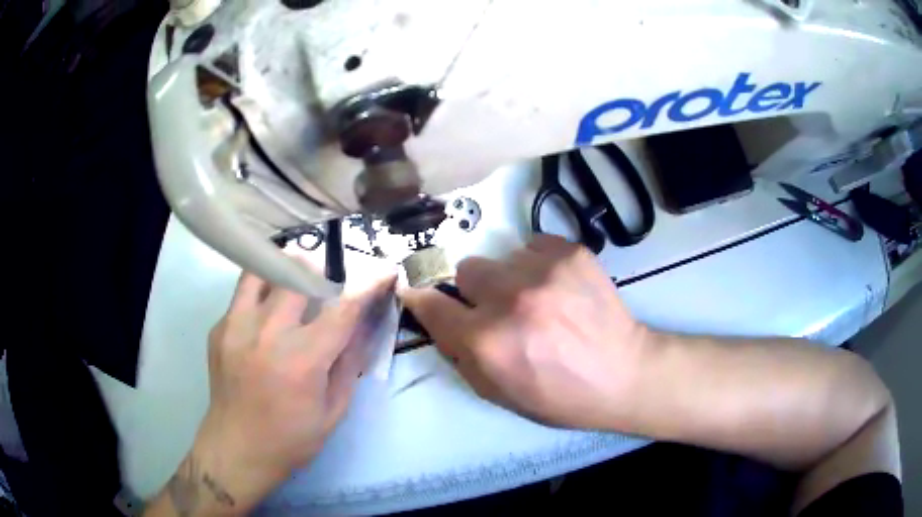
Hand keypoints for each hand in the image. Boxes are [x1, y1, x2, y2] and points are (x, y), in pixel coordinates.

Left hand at [158, 273, 394, 515]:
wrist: (237, 449)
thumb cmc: (291, 438)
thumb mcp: (334, 411)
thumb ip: (350, 364)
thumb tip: (362, 326)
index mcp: (302, 360)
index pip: (342, 309)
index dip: (367, 286)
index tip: (383, 272)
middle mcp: (267, 333)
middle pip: (297, 275)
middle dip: (320, 271)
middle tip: (327, 283)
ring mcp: (236, 326)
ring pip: (262, 271)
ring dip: (284, 269)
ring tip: (293, 280)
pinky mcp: (218, 328)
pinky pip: (242, 295)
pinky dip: (261, 295)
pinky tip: (265, 320)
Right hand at [400, 235, 649, 429]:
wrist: (623, 374)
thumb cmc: (558, 395)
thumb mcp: (497, 392)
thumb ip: (459, 354)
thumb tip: (437, 316)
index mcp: (487, 342)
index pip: (430, 303)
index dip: (424, 299)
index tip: (423, 295)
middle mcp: (509, 300)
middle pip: (466, 270)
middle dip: (477, 291)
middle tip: (502, 309)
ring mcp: (543, 271)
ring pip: (501, 257)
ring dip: (510, 278)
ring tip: (539, 299)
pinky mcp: (570, 252)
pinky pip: (534, 245)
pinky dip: (538, 264)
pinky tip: (559, 286)